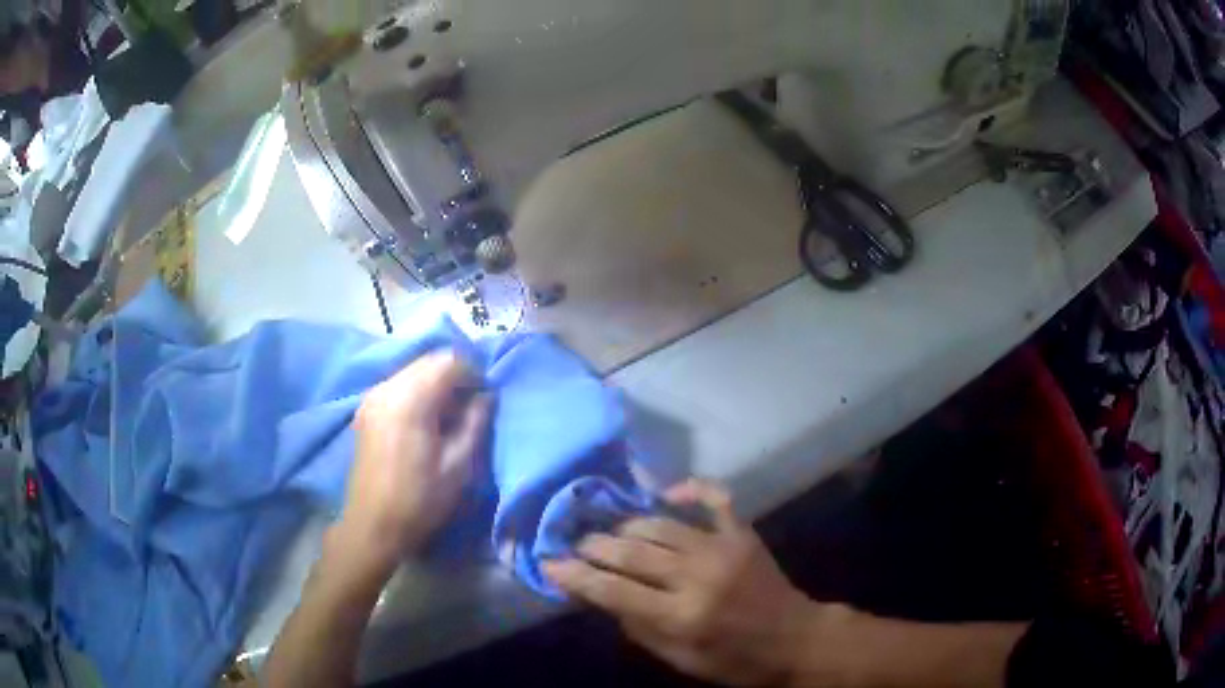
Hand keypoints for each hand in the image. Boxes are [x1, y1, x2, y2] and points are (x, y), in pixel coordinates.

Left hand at [338, 351, 490, 572]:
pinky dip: (418, 392)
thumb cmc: (419, 500)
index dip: (473, 372)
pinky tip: (428, 421)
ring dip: (436, 383)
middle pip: (428, 361)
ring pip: (413, 372)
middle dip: (455, 375)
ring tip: (452, 415)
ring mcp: (372, 397)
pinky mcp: (367, 410)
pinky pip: (399, 386)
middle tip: (473, 405)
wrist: (373, 526)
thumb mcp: (458, 466)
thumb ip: (475, 423)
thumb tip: (486, 397)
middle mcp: (387, 388)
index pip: (448, 361)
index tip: (487, 397)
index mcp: (410, 399)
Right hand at [544, 480, 823, 686]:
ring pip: (660, 524)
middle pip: (631, 551)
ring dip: (628, 524)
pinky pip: (715, 498)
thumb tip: (600, 596)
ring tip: (610, 530)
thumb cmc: (734, 661)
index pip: (613, 590)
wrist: (795, 640)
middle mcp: (698, 576)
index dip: (575, 576)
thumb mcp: (680, 660)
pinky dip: (690, 489)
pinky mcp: (743, 534)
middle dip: (595, 546)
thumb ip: (638, 627)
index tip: (549, 564)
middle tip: (577, 545)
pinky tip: (668, 491)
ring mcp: (723, 548)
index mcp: (681, 616)